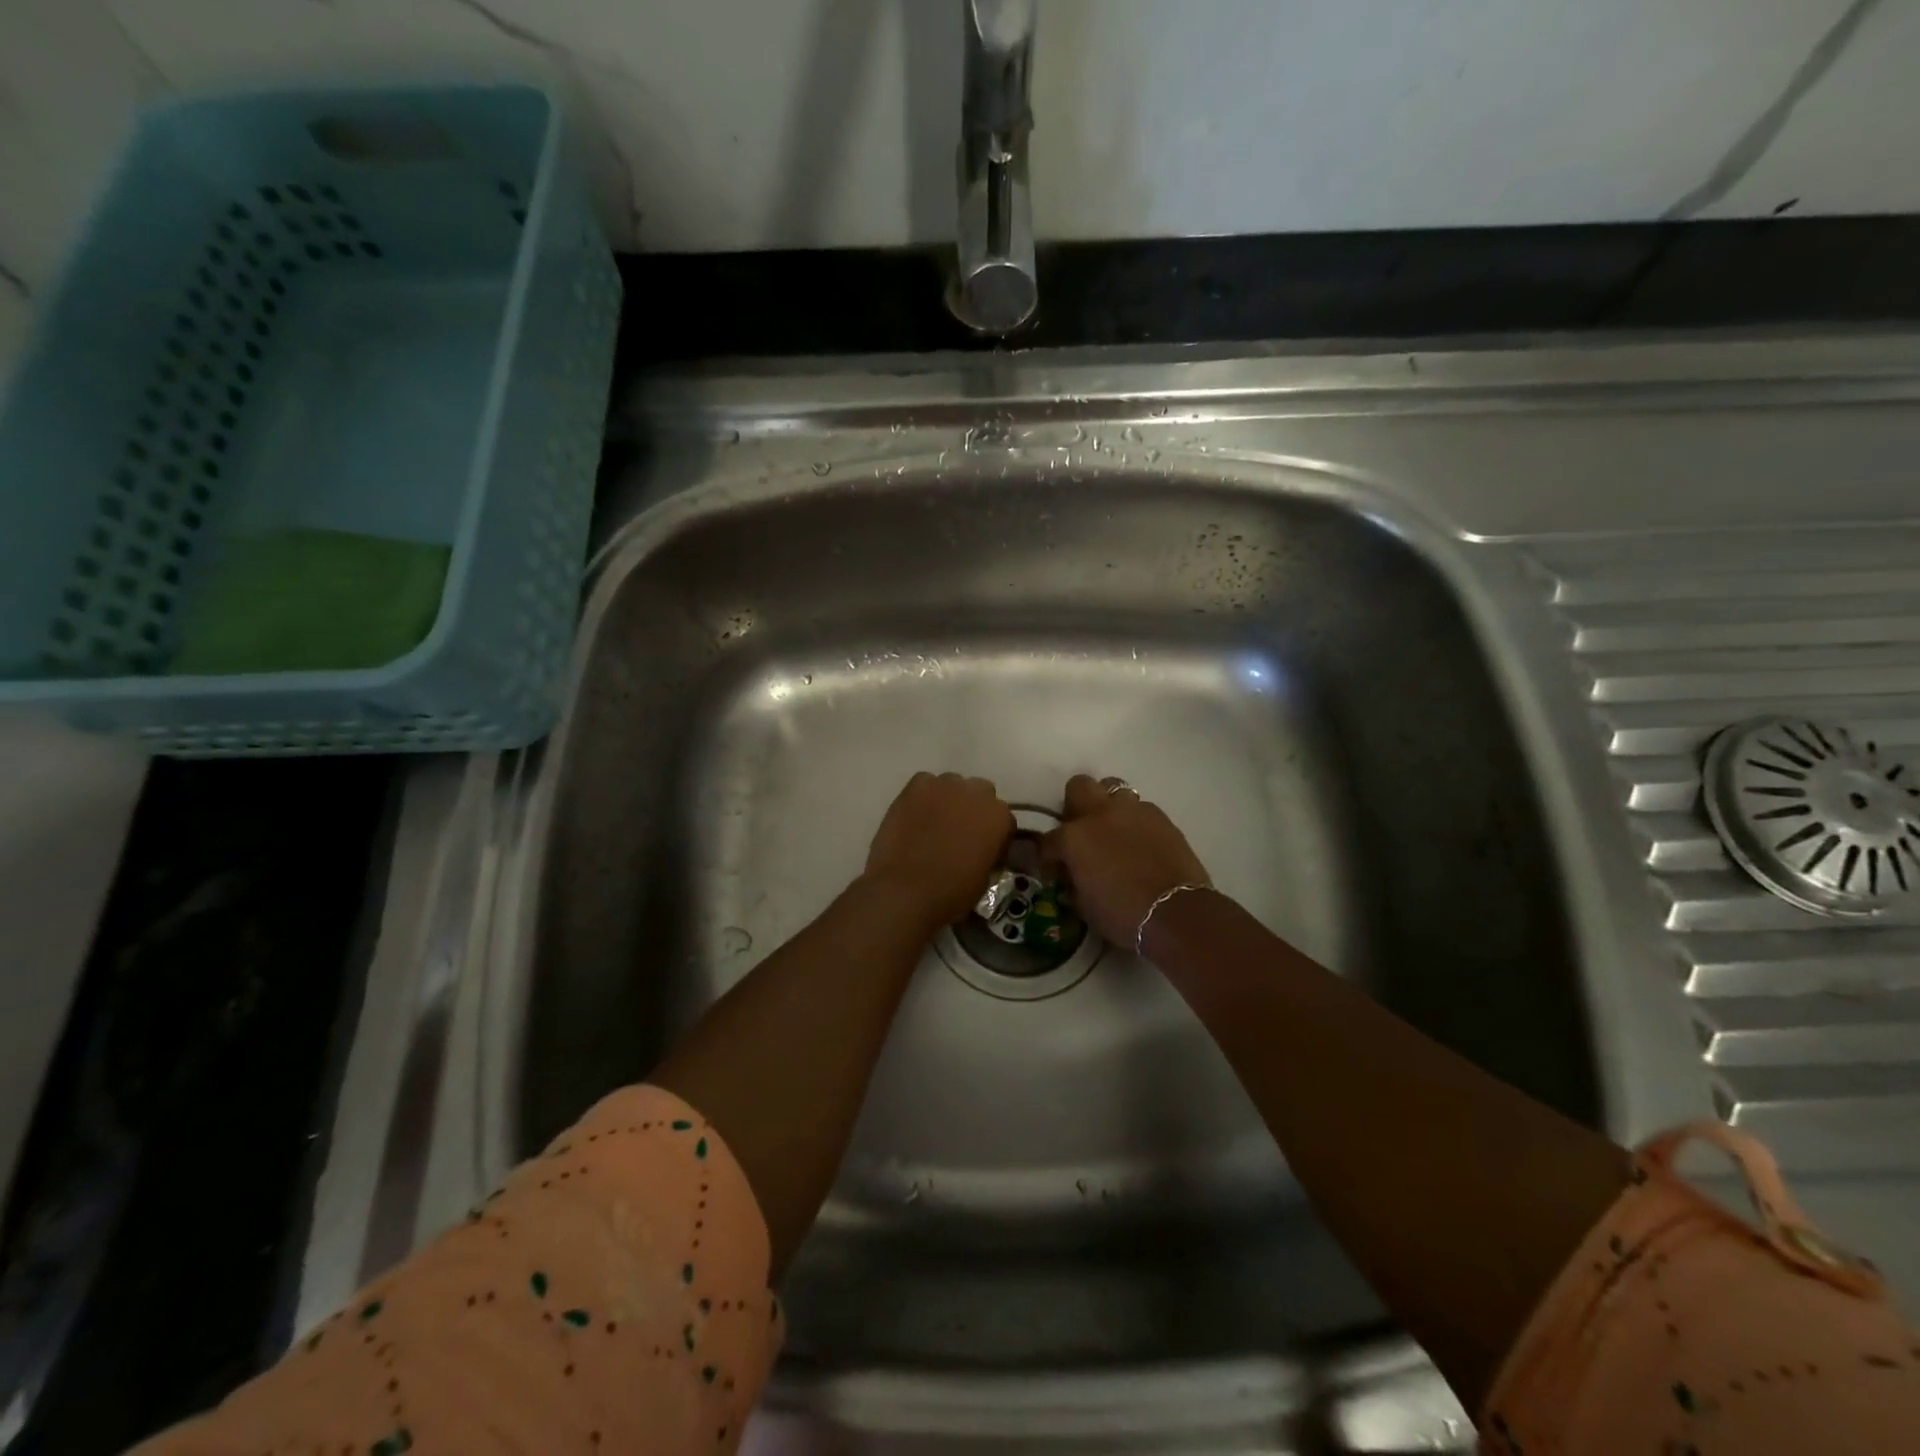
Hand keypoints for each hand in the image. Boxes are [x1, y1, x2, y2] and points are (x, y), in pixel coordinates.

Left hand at [863, 772, 1014, 932]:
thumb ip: (989, 852)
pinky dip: (923, 796)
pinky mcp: (917, 784)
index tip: (982, 849)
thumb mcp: (985, 878)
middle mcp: (978, 792)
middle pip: (981, 793)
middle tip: (959, 832)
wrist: (906, 890)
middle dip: (973, 809)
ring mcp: (946, 784)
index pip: (1003, 819)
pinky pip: (925, 784)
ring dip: (949, 800)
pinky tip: (915, 816)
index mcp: (999, 817)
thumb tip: (981, 848)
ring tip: (934, 822)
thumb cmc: (951, 893)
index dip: (993, 835)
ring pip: (953, 785)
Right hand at [1043, 774, 1211, 948]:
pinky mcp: (1162, 818)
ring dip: (1109, 807)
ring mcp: (1133, 811)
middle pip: (1079, 786)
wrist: (1176, 914)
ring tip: (1114, 832)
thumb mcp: (1084, 905)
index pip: (1048, 839)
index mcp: (1074, 837)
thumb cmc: (1122, 915)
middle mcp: (1100, 814)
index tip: (1054, 870)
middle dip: (1076, 805)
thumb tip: (1073, 877)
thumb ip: (1073, 882)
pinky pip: (1142, 809)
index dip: (1048, 856)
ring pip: (1114, 790)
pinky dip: (1136, 822)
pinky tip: (1140, 843)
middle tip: (1081, 831)